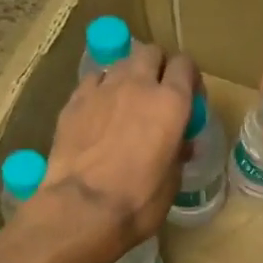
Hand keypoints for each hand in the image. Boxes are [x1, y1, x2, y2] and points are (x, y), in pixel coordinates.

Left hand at [23, 43, 195, 262]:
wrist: (81, 208)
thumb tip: (180, 144)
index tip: (188, 99)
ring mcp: (102, 89)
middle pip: (151, 53)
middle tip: (157, 94)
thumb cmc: (136, 203)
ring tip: (125, 102)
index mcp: (171, 103)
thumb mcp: (171, 183)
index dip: (189, 79)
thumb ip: (177, 153)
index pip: (186, 66)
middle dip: (157, 67)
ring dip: (128, 76)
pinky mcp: (73, 101)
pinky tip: (98, 111)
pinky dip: (100, 89)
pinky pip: (93, 81)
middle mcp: (138, 85)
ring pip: (120, 63)